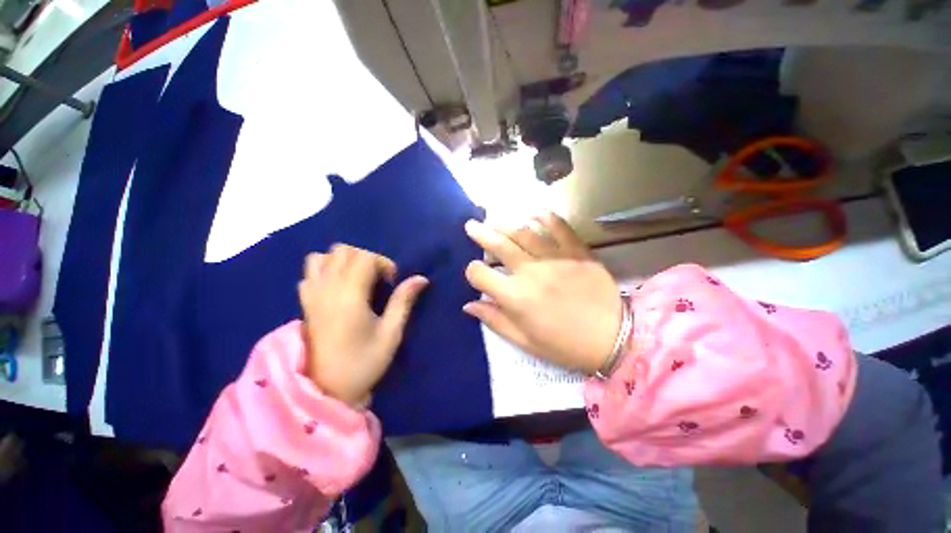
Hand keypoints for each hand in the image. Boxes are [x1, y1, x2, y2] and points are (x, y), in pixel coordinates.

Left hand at [298, 245, 428, 406]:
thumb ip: (404, 301)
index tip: (392, 282)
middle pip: (344, 250)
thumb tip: (421, 278)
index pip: (365, 257)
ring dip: (344, 261)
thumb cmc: (363, 362)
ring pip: (323, 256)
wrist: (326, 389)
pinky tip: (338, 287)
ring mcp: (312, 294)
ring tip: (357, 279)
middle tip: (378, 280)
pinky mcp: (305, 303)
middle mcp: (327, 288)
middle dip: (366, 258)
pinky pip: (310, 272)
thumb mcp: (391, 333)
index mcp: (349, 295)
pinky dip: (325, 269)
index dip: (384, 263)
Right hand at [463, 212, 622, 374]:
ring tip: (495, 221)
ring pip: (524, 233)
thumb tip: (469, 305)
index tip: (476, 273)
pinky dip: (546, 217)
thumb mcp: (525, 342)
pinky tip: (534, 211)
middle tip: (471, 225)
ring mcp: (555, 258)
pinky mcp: (577, 252)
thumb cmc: (564, 345)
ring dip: (505, 225)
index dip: (472, 271)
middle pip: (499, 245)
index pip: (480, 274)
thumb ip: (494, 321)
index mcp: (515, 297)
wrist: (614, 339)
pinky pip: (560, 227)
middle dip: (481, 234)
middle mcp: (531, 272)